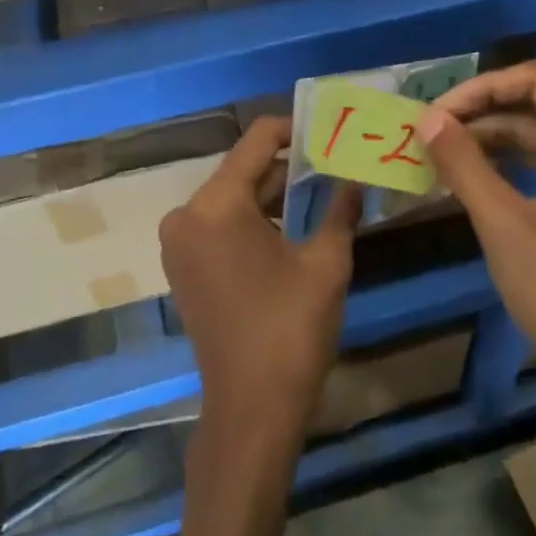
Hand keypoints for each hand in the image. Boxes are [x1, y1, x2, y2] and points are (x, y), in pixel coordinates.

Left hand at [159, 116, 361, 443]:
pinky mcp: (182, 266)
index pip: (257, 141)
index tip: (328, 128)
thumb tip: (356, 178)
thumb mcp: (326, 263)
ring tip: (320, 188)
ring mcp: (179, 242)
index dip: (294, 128)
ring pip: (231, 198)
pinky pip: (219, 224)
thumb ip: (340, 209)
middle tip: (333, 159)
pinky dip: (252, 219)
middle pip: (242, 170)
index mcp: (216, 204)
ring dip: (271, 194)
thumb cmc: (290, 329)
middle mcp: (186, 214)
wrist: (250, 407)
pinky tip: (290, 224)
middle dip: (287, 165)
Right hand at [413, 60, 535, 382]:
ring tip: (444, 152)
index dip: (480, 89)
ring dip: (497, 139)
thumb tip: (426, 118)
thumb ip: (464, 163)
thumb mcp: (504, 223)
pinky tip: (478, 174)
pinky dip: (518, 164)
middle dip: (484, 114)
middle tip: (432, 132)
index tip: (436, 113)